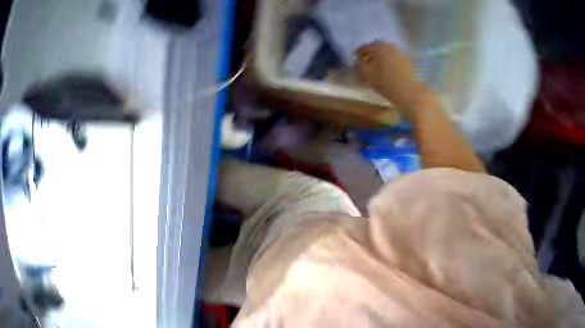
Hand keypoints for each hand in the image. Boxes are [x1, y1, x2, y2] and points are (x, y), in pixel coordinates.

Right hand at [357, 41, 428, 110]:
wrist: (405, 89)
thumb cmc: (383, 83)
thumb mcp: (368, 75)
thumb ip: (361, 65)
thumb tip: (358, 59)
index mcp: (380, 49)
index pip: (367, 46)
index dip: (359, 51)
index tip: (354, 56)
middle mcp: (390, 46)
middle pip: (377, 46)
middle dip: (368, 52)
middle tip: (362, 59)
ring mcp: (398, 51)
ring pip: (384, 50)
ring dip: (377, 55)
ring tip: (372, 64)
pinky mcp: (404, 57)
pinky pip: (391, 54)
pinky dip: (384, 58)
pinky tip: (382, 67)